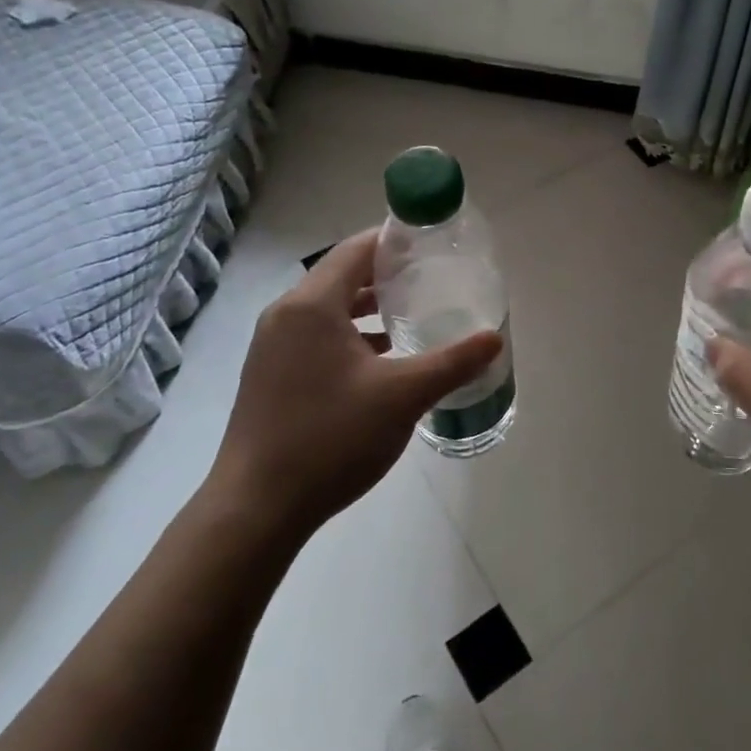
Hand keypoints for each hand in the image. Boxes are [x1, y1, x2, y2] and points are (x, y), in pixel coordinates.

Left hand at [209, 229, 501, 543]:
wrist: (256, 509)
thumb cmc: (330, 439)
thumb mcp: (402, 397)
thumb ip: (452, 363)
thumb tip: (494, 339)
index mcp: (311, 305)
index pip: (356, 249)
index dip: (394, 241)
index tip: (432, 244)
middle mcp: (285, 315)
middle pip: (341, 275)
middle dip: (386, 275)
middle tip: (431, 278)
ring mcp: (272, 347)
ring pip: (328, 309)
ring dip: (368, 307)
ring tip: (413, 314)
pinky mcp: (270, 375)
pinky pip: (316, 336)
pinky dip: (350, 335)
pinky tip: (381, 360)